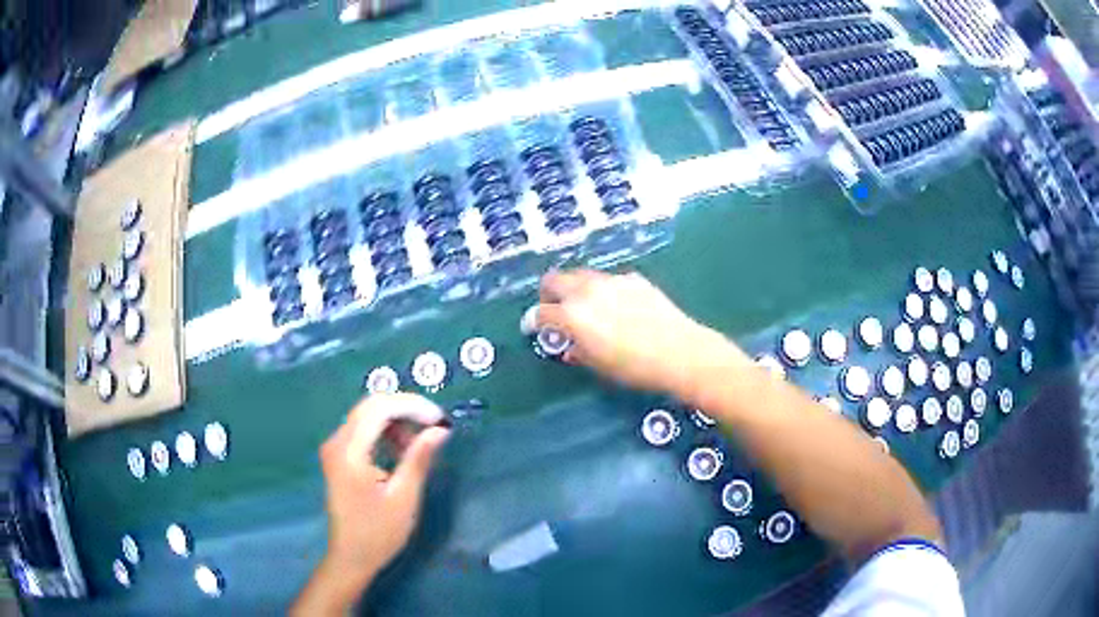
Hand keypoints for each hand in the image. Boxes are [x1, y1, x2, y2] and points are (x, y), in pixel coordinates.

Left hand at [318, 393, 449, 582]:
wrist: (351, 557)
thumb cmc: (378, 533)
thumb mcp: (404, 498)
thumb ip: (418, 459)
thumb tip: (440, 430)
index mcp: (349, 452)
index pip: (379, 408)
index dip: (411, 406)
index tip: (440, 420)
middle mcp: (337, 442)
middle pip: (371, 406)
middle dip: (406, 409)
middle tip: (435, 426)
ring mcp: (335, 448)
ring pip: (367, 415)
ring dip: (397, 421)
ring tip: (421, 443)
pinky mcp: (339, 456)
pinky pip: (363, 430)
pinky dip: (385, 432)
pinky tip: (402, 450)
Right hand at [533, 270, 748, 397]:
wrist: (680, 352)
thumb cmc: (634, 367)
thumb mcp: (598, 365)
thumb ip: (576, 351)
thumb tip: (568, 347)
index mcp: (573, 315)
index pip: (540, 312)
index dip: (532, 321)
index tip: (532, 327)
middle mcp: (587, 291)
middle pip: (554, 280)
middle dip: (548, 294)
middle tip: (553, 309)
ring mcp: (611, 280)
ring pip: (581, 276)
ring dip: (575, 289)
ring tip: (587, 307)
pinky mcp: (633, 278)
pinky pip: (608, 280)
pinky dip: (603, 290)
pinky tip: (618, 307)